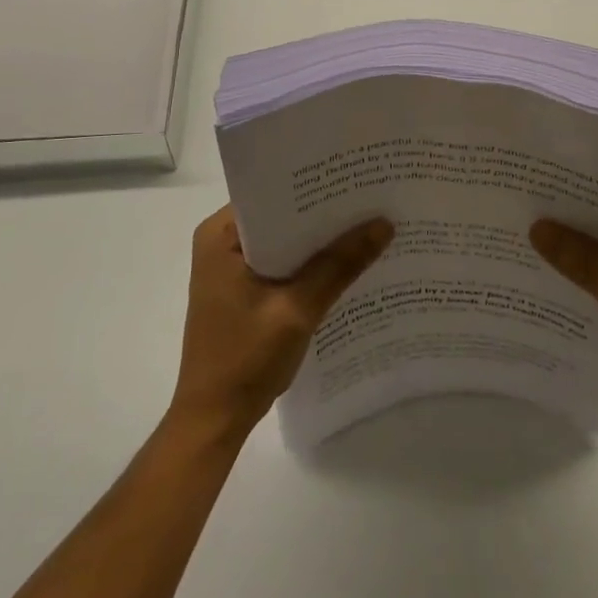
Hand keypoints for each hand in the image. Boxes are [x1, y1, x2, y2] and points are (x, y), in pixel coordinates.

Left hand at [170, 205, 392, 438]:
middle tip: (371, 196)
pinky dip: (308, 263)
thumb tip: (384, 224)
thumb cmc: (245, 360)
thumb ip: (339, 265)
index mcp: (221, 234)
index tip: (355, 176)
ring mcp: (230, 266)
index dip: (314, 185)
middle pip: (281, 215)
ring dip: (318, 240)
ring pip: (284, 240)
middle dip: (322, 212)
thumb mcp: (297, 309)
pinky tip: (345, 263)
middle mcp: (222, 241)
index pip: (273, 192)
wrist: (214, 422)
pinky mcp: (242, 289)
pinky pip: (281, 262)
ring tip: (367, 224)